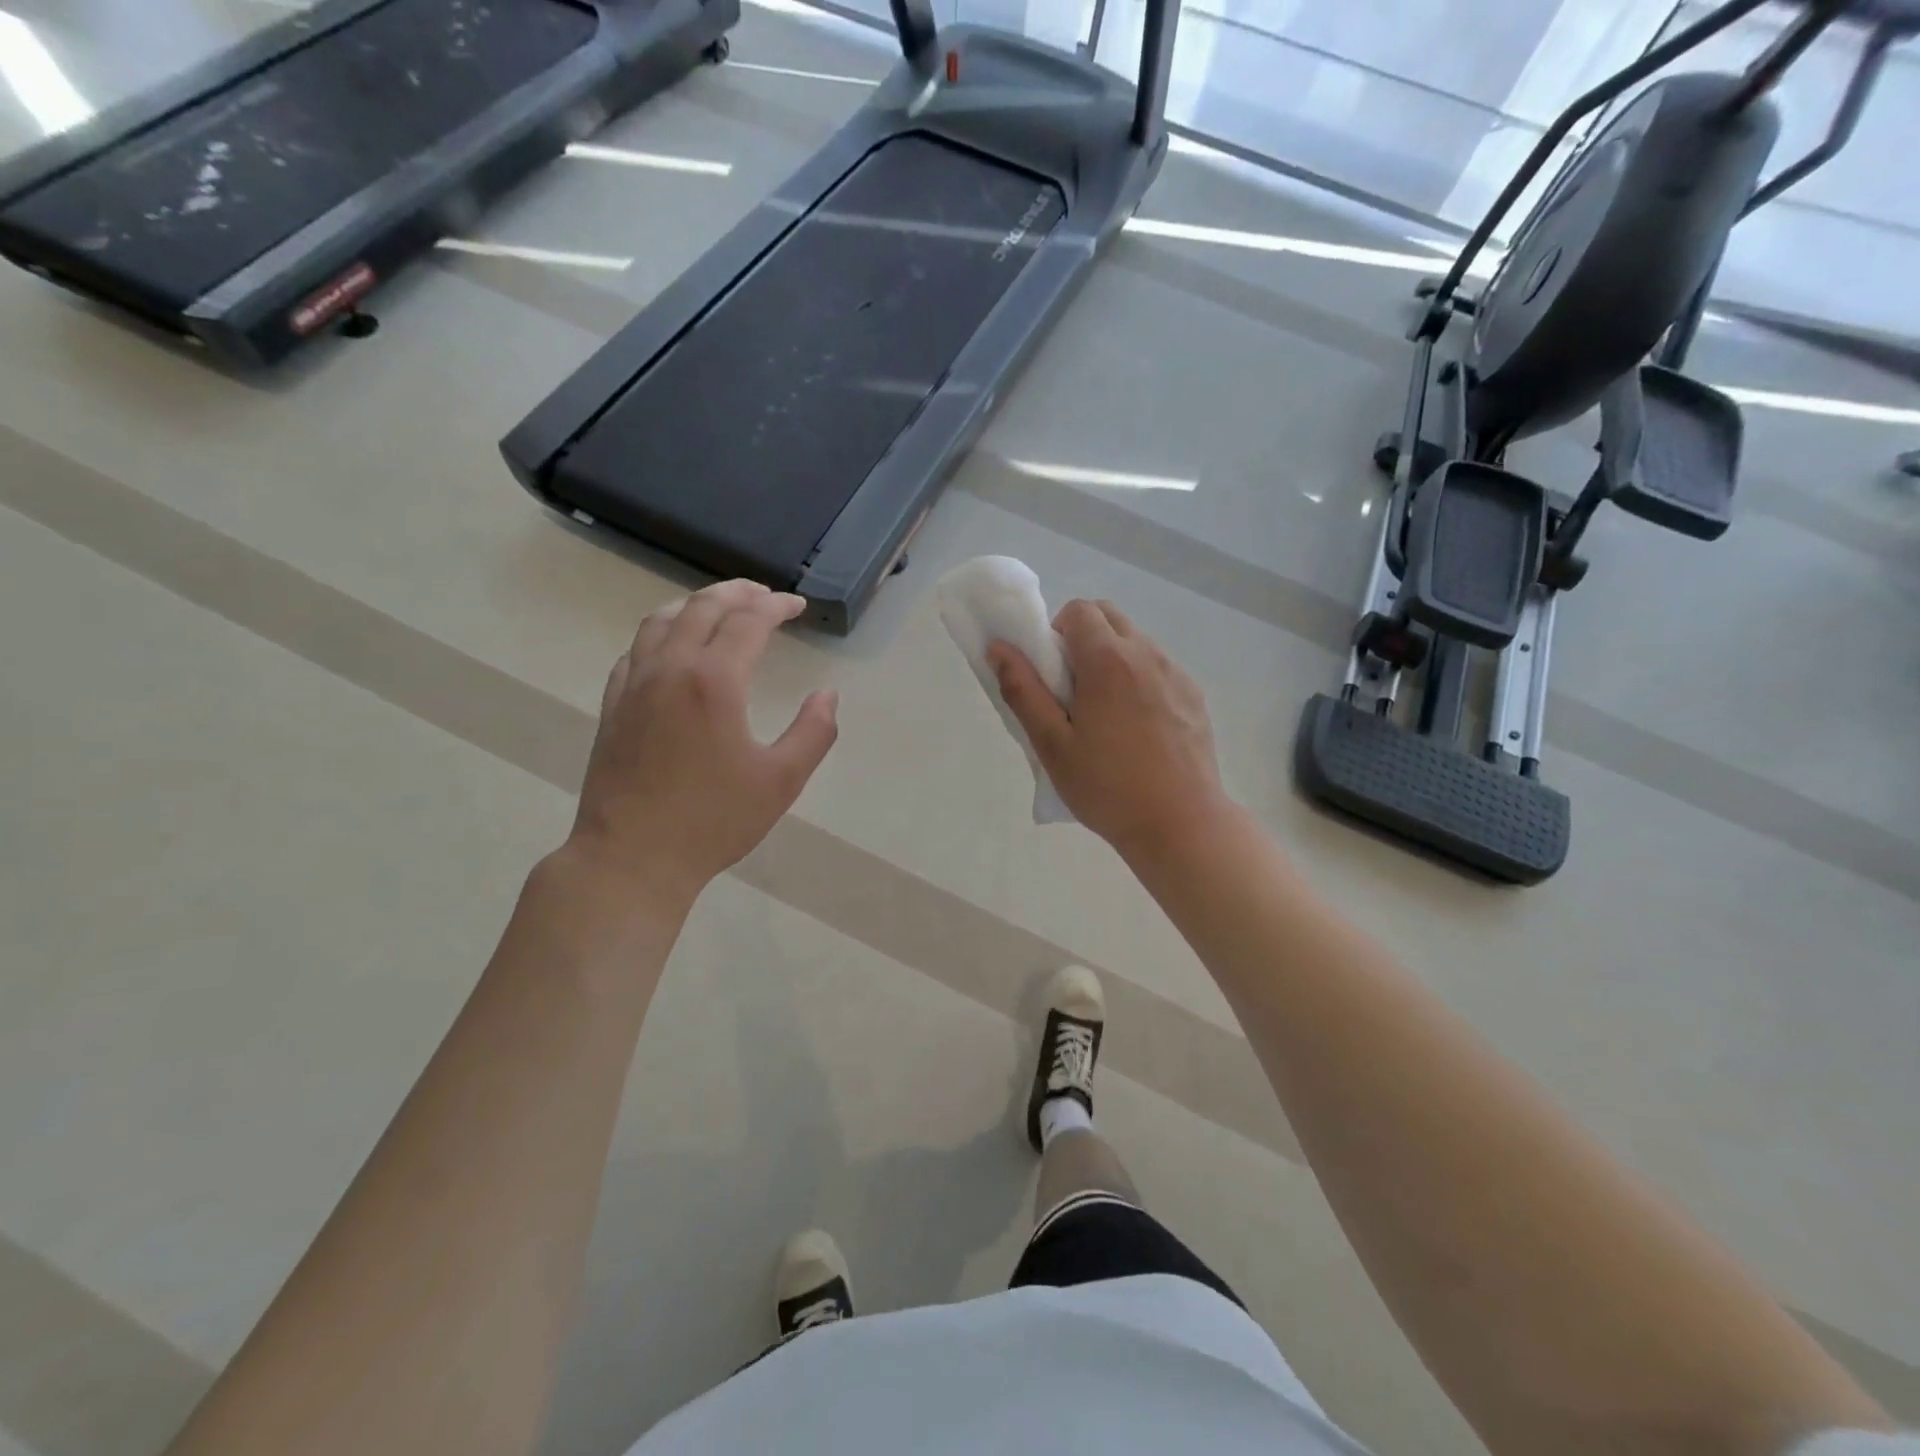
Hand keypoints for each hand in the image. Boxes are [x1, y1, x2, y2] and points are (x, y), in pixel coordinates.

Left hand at [568, 580, 838, 907]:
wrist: (633, 857)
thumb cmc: (714, 821)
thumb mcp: (782, 781)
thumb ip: (814, 732)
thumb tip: (827, 695)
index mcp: (714, 680)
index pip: (748, 621)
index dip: (776, 606)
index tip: (797, 606)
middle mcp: (670, 669)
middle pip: (702, 607)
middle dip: (738, 593)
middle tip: (764, 595)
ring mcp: (634, 685)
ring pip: (660, 620)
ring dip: (695, 604)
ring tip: (720, 608)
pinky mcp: (613, 706)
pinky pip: (635, 650)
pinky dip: (660, 633)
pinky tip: (671, 648)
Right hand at [989, 600, 1225, 856]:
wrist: (1180, 823)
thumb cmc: (1107, 786)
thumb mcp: (1051, 744)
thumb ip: (1022, 690)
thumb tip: (999, 648)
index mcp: (1108, 661)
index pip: (1080, 610)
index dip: (1057, 630)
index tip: (1051, 670)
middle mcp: (1147, 654)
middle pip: (1110, 616)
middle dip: (1084, 636)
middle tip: (1072, 688)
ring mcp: (1176, 674)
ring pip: (1137, 641)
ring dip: (1113, 657)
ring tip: (1105, 713)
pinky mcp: (1194, 696)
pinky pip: (1159, 668)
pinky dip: (1140, 679)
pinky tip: (1137, 728)